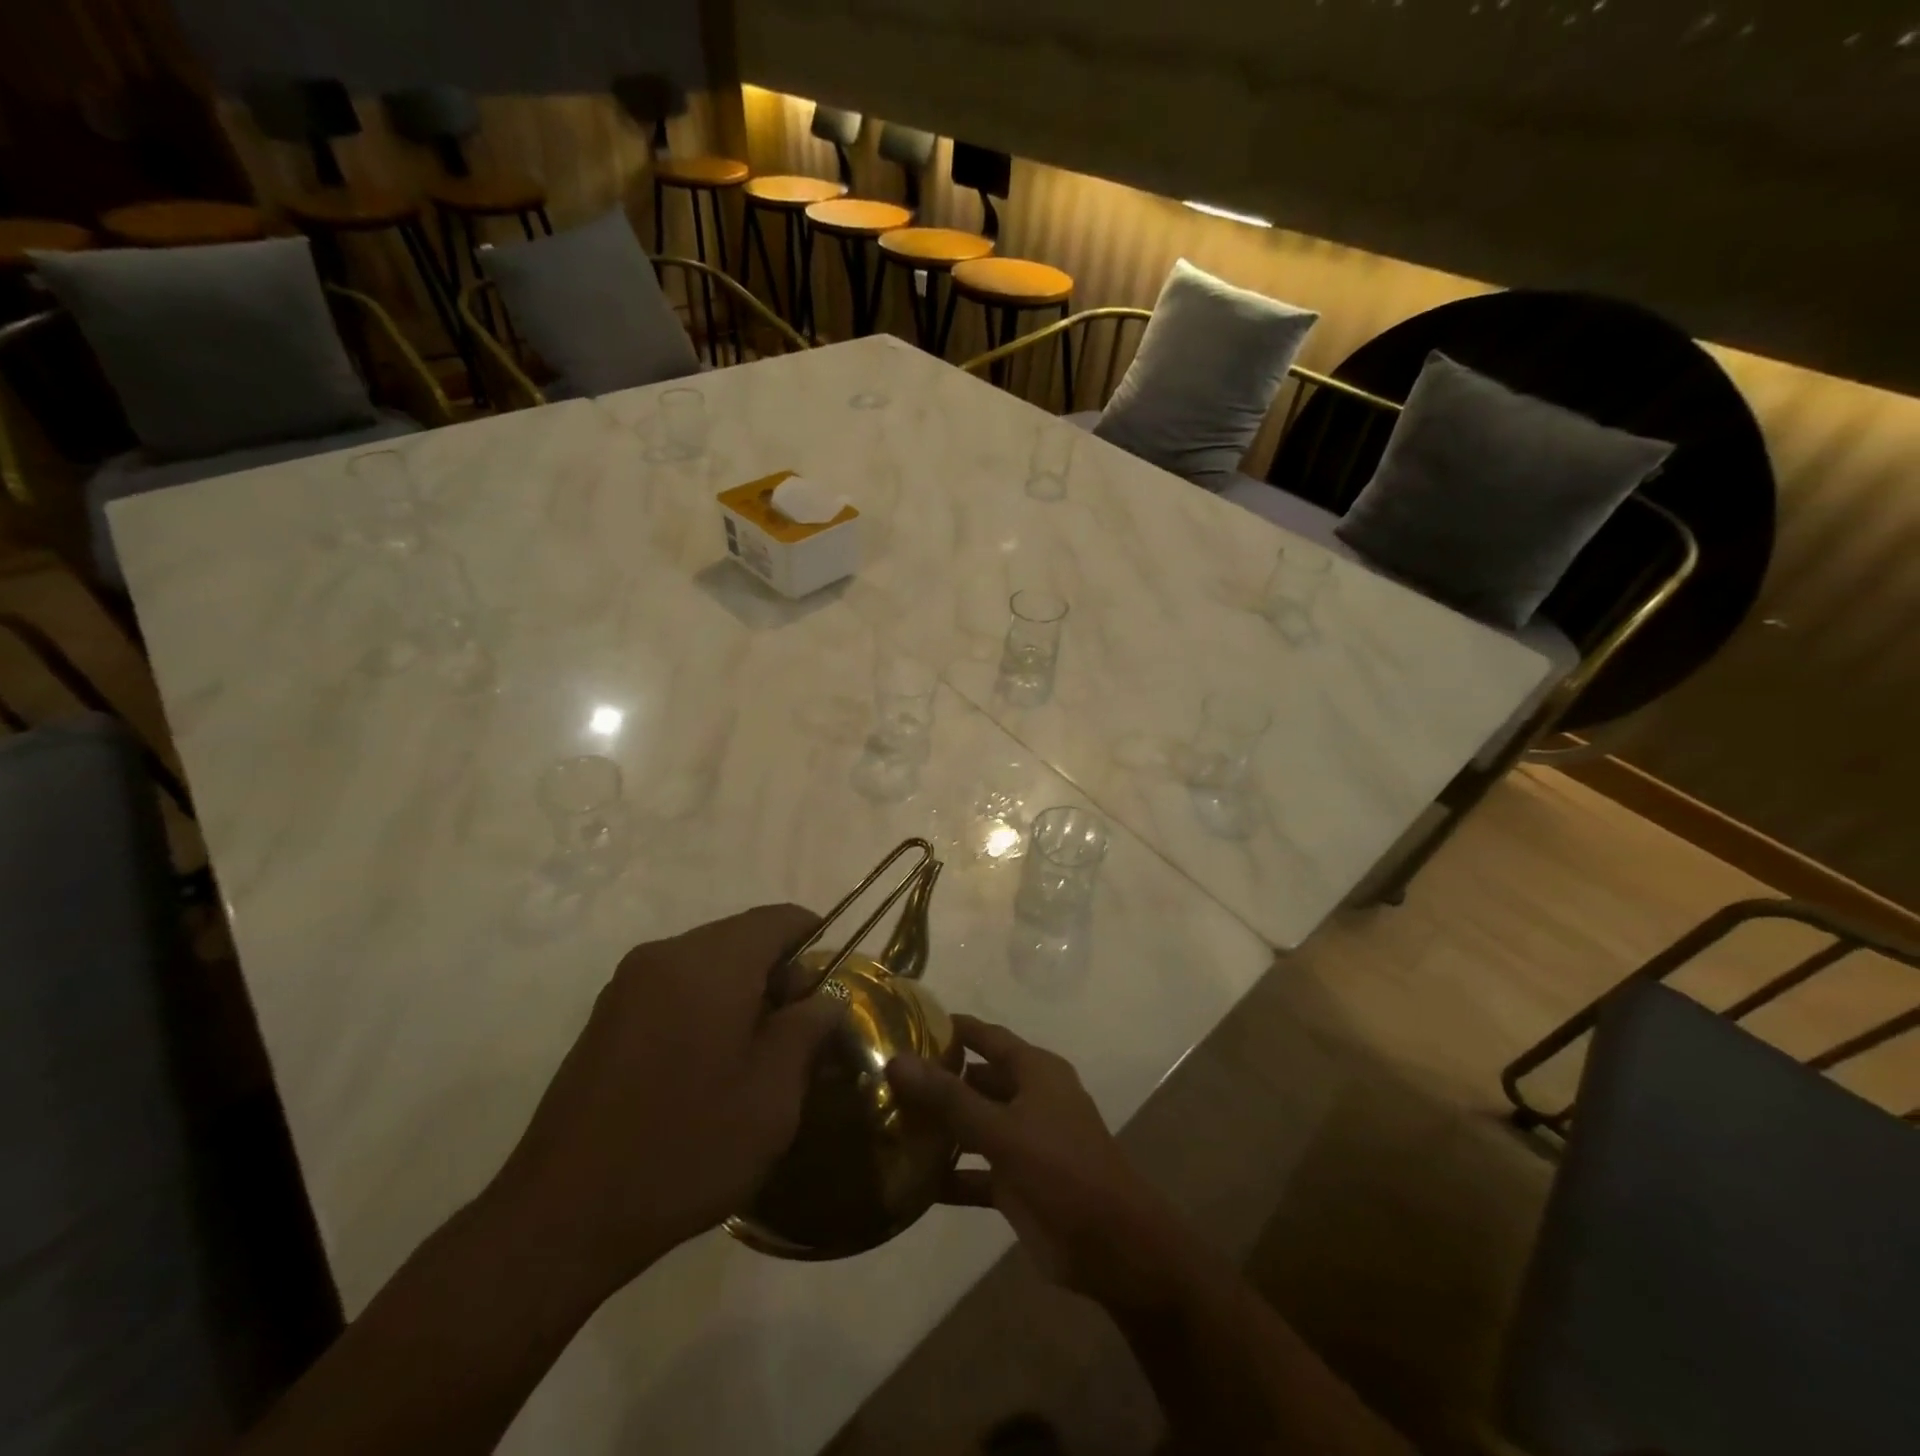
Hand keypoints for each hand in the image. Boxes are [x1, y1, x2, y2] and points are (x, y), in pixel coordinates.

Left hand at [490, 904, 839, 1293]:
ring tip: (758, 1053)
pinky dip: (708, 1004)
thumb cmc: (685, 1148)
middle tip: (800, 1033)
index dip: (818, 942)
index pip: (781, 918)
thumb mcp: (772, 1095)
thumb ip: (808, 1029)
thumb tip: (826, 997)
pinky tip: (710, 1063)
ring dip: (745, 990)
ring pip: (710, 961)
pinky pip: (676, 986)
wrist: (561, 1216)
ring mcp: (629, 983)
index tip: (834, 989)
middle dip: (781, 972)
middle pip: (744, 936)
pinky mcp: (607, 1014)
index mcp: (710, 962)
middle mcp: (666, 954)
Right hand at [889, 1016, 1201, 1312]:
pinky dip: (952, 1175)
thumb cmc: (1061, 1168)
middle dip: (939, 1080)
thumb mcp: (1001, 1129)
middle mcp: (1031, 1099)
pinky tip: (912, 1183)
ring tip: (891, 1125)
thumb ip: (948, 1097)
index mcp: (1035, 1071)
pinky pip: (978, 1173)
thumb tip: (896, 1059)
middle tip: (887, 1079)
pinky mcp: (1019, 1184)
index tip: (908, 1022)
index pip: (987, 1037)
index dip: (953, 1028)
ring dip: (942, 1128)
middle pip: (979, 1080)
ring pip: (976, 1125)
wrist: (1112, 1246)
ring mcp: (1025, 1142)